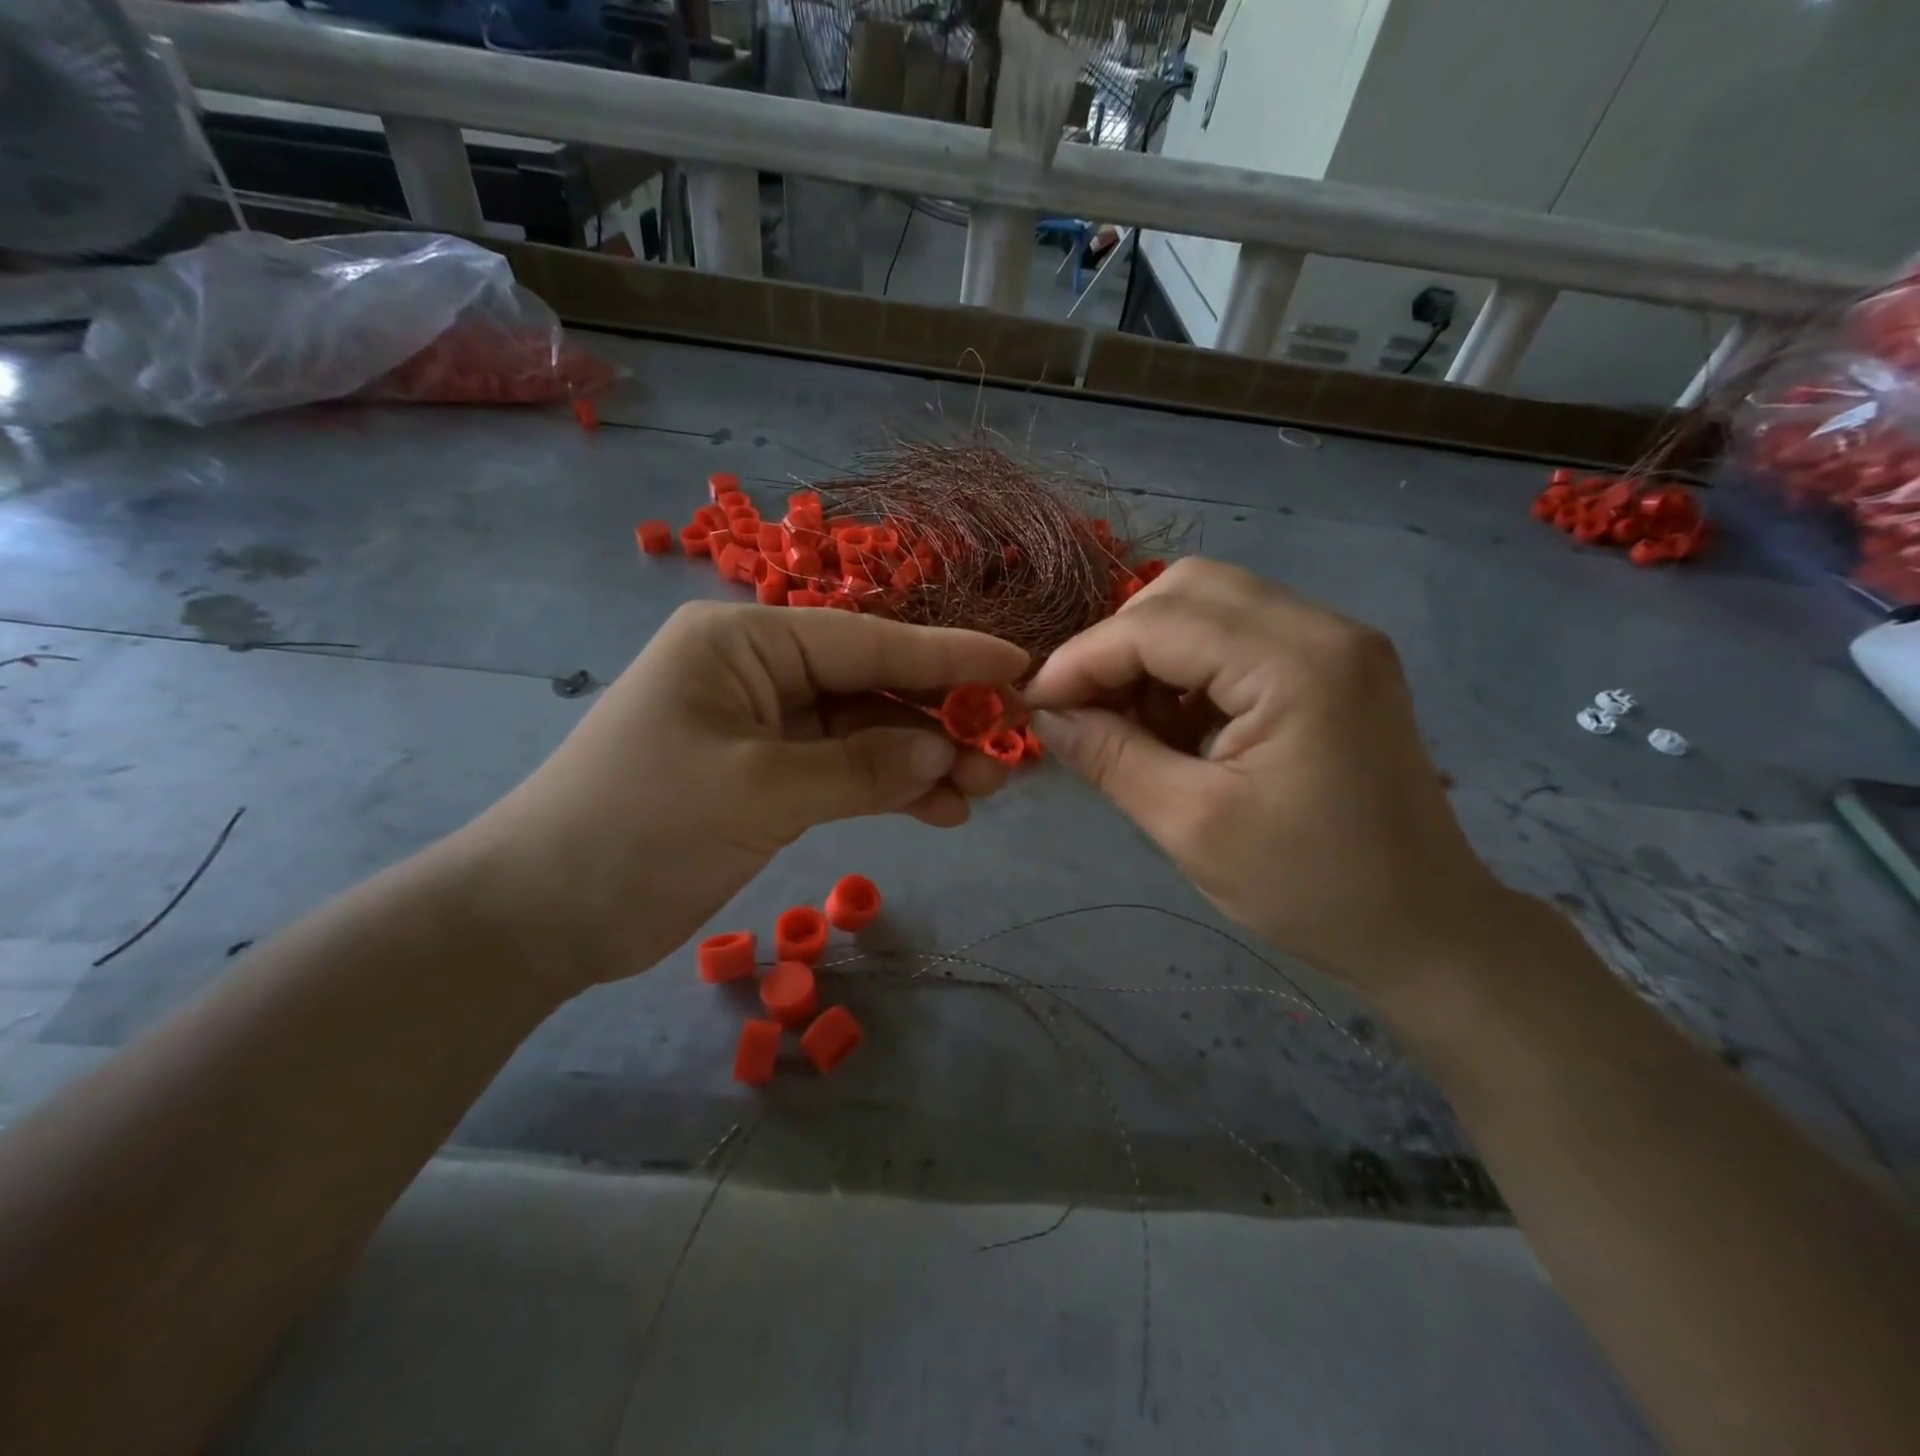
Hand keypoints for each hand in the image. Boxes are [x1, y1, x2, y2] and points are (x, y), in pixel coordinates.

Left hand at [446, 602, 1027, 995]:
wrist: (542, 913)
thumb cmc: (641, 828)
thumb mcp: (759, 791)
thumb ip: (861, 769)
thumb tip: (944, 753)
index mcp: (744, 642)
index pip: (866, 641)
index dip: (947, 656)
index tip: (1016, 666)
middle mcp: (758, 670)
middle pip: (871, 685)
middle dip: (940, 717)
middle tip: (1007, 749)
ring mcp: (764, 726)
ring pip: (864, 732)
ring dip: (922, 759)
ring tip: (983, 791)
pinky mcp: (766, 777)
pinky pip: (843, 772)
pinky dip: (889, 789)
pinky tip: (939, 811)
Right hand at [1024, 558, 1506, 994]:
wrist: (1426, 928)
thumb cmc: (1311, 889)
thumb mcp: (1191, 827)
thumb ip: (1110, 757)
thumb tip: (1047, 714)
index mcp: (1298, 664)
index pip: (1159, 624)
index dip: (1084, 657)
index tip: (1034, 703)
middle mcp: (1323, 628)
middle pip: (1187, 590)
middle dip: (1118, 643)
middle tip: (1085, 708)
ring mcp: (1335, 641)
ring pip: (1210, 605)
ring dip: (1152, 653)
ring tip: (1129, 722)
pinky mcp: (1334, 665)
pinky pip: (1238, 635)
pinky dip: (1189, 667)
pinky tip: (1177, 723)